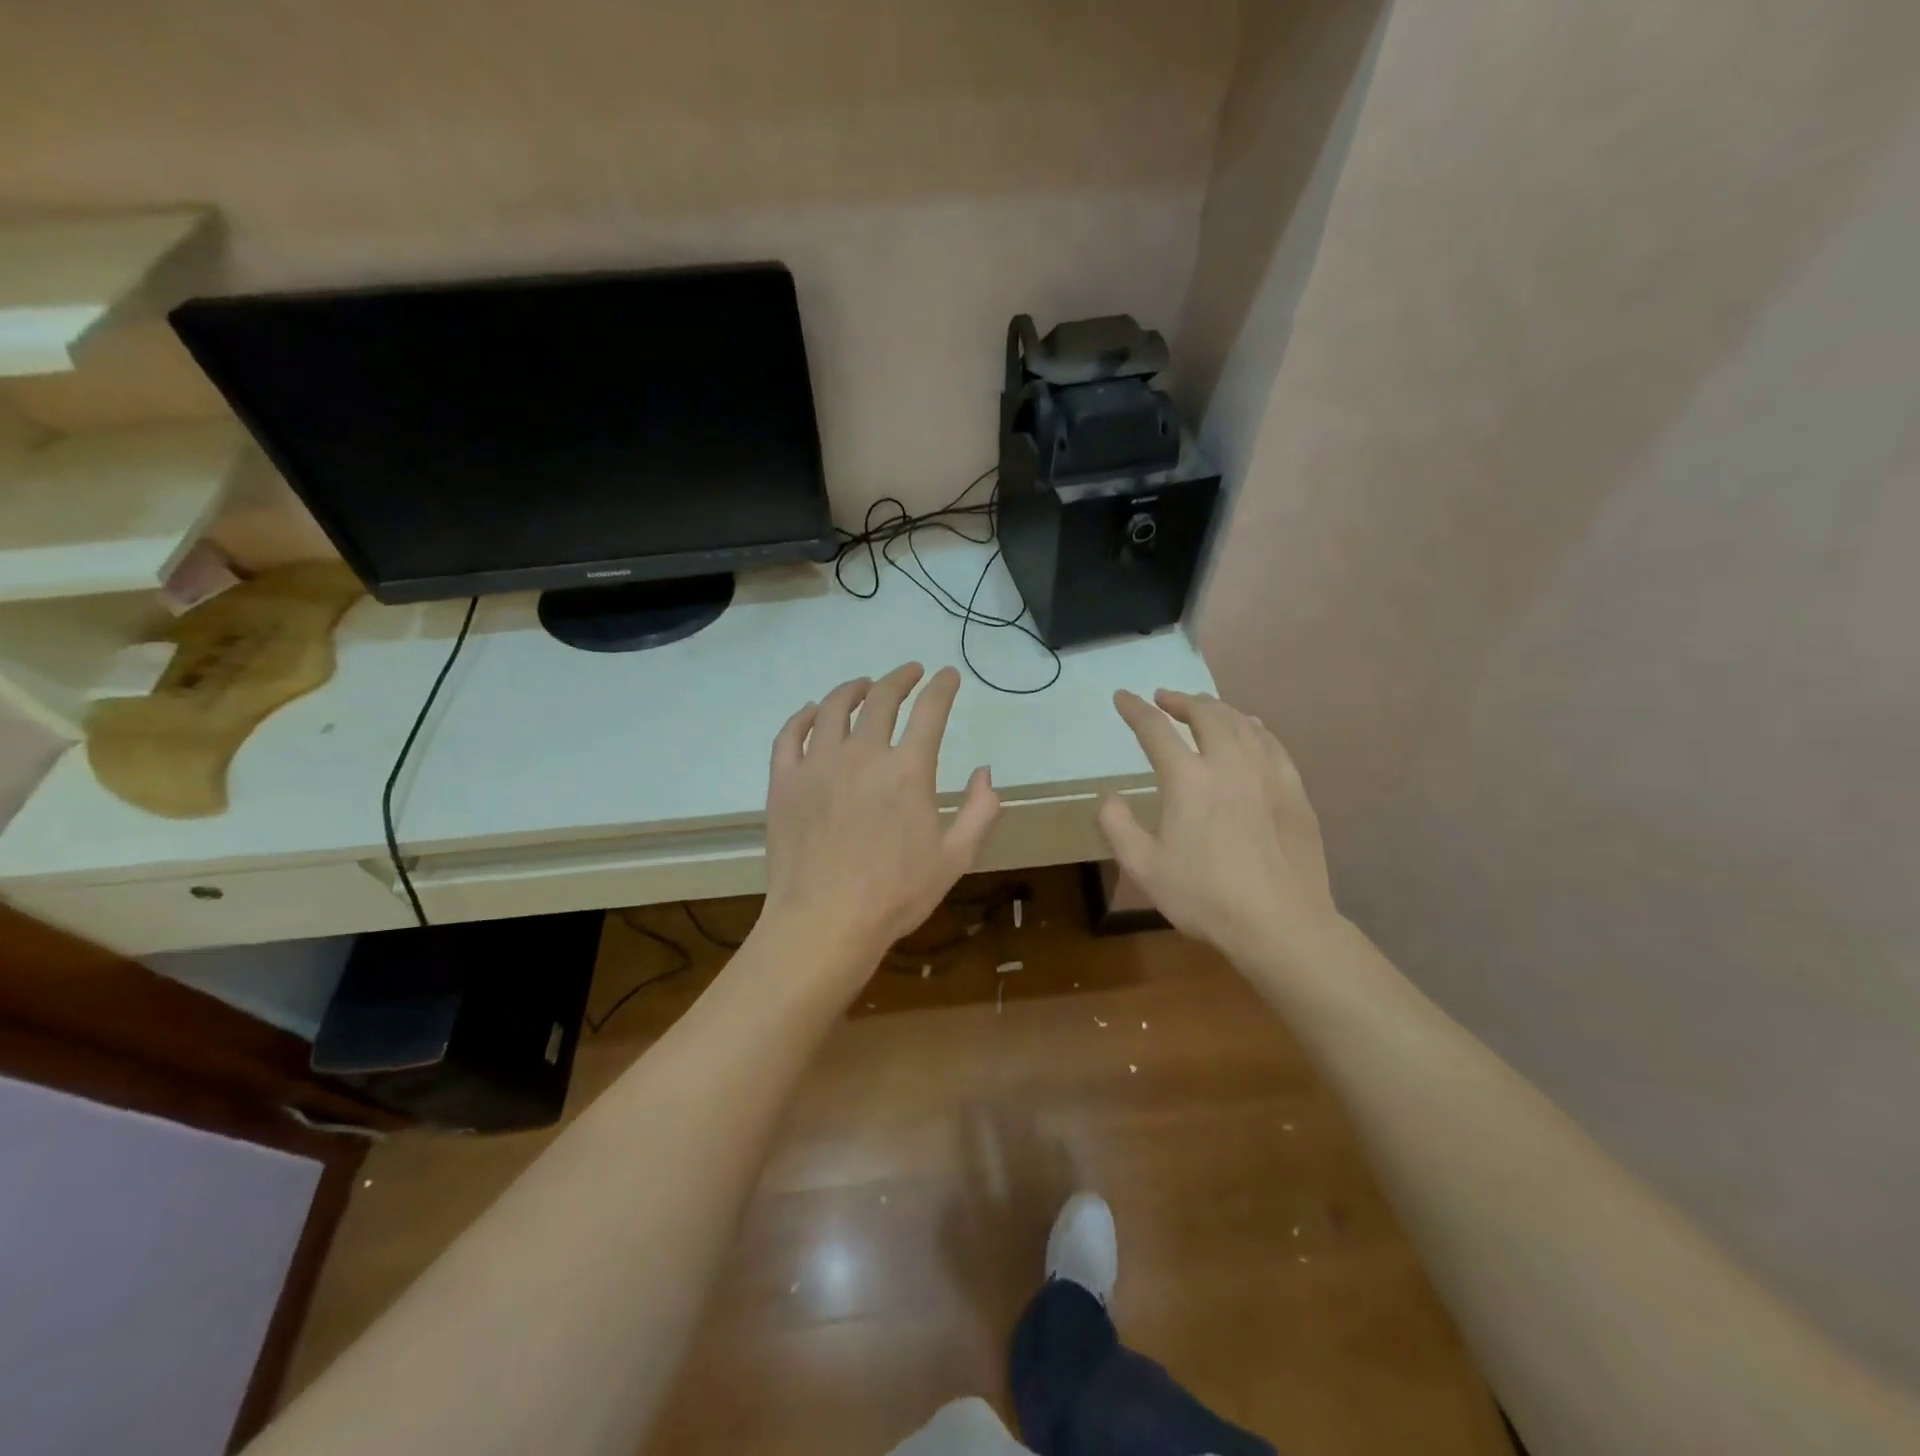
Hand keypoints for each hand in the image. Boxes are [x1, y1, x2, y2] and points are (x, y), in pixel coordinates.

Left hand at [762, 663, 1000, 974]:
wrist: (824, 922)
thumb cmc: (896, 894)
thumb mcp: (955, 857)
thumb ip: (980, 810)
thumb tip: (985, 772)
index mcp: (908, 770)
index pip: (930, 710)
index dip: (943, 687)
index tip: (948, 676)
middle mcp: (863, 754)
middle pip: (882, 697)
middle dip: (901, 678)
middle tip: (910, 673)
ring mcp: (818, 764)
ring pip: (833, 707)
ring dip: (853, 688)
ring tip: (863, 685)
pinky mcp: (784, 781)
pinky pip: (790, 734)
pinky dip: (802, 716)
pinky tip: (811, 711)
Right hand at [1098, 690, 1338, 962]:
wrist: (1280, 922)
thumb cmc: (1205, 896)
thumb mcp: (1144, 868)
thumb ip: (1117, 826)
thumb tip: (1108, 797)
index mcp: (1187, 779)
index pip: (1155, 729)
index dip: (1135, 709)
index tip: (1123, 697)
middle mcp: (1228, 763)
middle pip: (1206, 713)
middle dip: (1181, 700)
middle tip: (1165, 699)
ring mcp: (1266, 773)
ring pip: (1242, 722)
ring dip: (1217, 708)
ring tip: (1203, 709)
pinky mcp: (1293, 789)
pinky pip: (1271, 742)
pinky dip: (1253, 727)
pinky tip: (1250, 730)